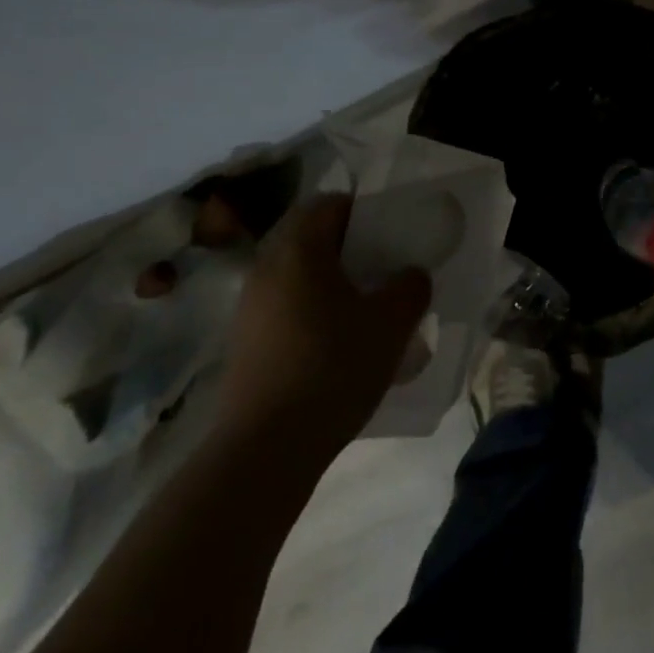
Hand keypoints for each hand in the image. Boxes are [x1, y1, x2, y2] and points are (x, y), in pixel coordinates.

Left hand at [216, 194, 431, 455]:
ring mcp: (249, 308)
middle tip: (382, 271)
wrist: (266, 448)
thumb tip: (410, 275)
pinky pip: (283, 308)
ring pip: (296, 276)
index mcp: (299, 249)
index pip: (329, 204)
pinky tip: (335, 345)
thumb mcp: (391, 323)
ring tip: (363, 310)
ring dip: (329, 283)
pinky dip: (310, 312)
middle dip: (348, 249)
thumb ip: (410, 287)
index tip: (390, 235)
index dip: (362, 212)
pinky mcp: (244, 344)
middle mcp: (266, 268)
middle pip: (310, 238)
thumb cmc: (333, 367)